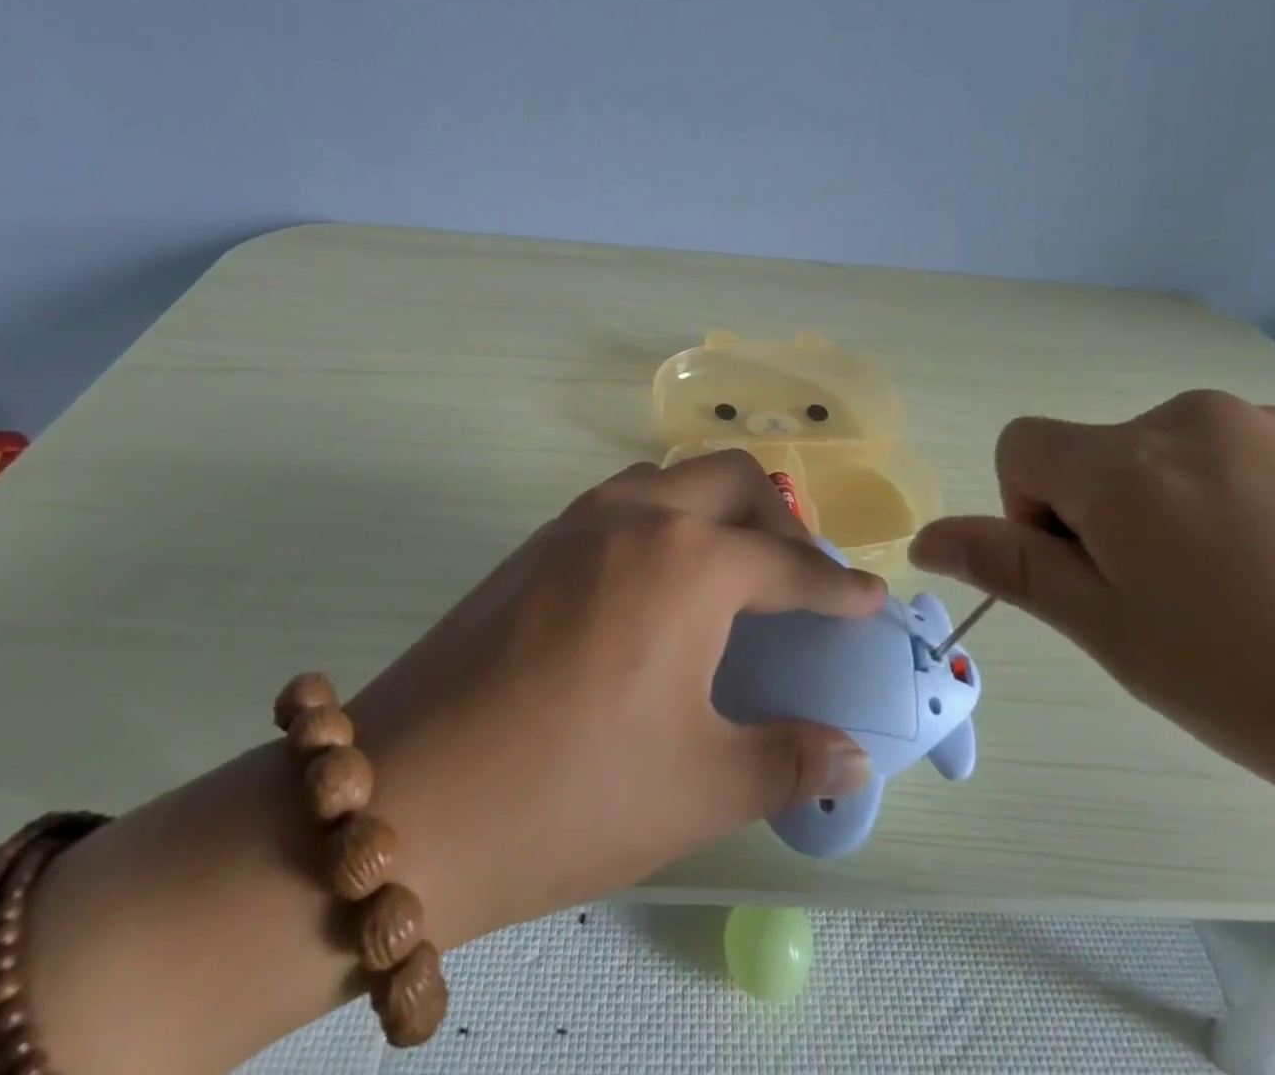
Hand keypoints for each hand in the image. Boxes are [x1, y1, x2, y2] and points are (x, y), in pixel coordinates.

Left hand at [346, 450, 884, 948]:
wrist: (404, 798)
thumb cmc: (570, 793)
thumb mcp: (698, 786)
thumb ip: (787, 761)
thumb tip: (851, 758)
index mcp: (689, 565)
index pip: (789, 564)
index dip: (839, 588)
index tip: (870, 600)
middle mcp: (638, 518)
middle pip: (733, 478)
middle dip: (781, 518)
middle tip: (798, 574)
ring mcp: (578, 522)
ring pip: (671, 477)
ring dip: (715, 505)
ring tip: (731, 565)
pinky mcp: (535, 543)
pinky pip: (622, 500)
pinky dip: (663, 516)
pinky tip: (658, 578)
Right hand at [910, 391, 1274, 828]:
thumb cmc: (1269, 684)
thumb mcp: (1116, 635)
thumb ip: (1013, 567)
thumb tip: (925, 539)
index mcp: (1123, 464)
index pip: (1022, 446)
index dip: (1032, 510)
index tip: (1092, 576)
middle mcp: (1190, 420)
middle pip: (1104, 454)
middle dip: (1111, 517)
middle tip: (1178, 605)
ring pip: (1182, 458)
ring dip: (1184, 511)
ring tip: (1261, 598)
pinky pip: (1260, 459)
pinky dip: (1257, 504)